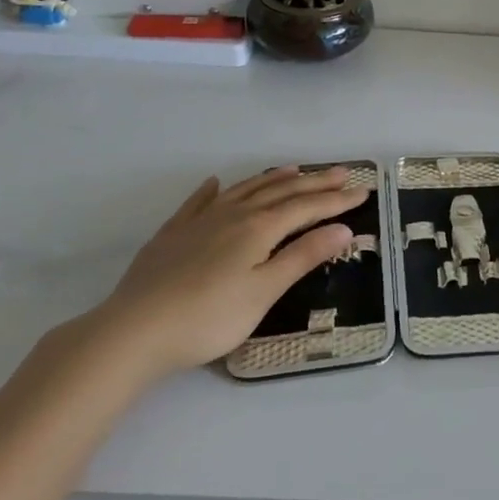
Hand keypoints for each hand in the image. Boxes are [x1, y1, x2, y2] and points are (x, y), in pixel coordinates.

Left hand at [88, 165, 368, 377]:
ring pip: (244, 190)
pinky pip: (199, 202)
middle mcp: (233, 215)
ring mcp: (200, 221)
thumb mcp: (264, 291)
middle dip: (314, 182)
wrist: (134, 330)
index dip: (337, 200)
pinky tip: (216, 183)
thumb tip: (343, 229)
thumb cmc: (209, 317)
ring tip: (294, 169)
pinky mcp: (172, 234)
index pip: (307, 207)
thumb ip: (302, 256)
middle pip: (280, 192)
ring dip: (272, 178)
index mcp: (259, 229)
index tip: (363, 191)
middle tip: (341, 172)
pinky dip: (213, 190)